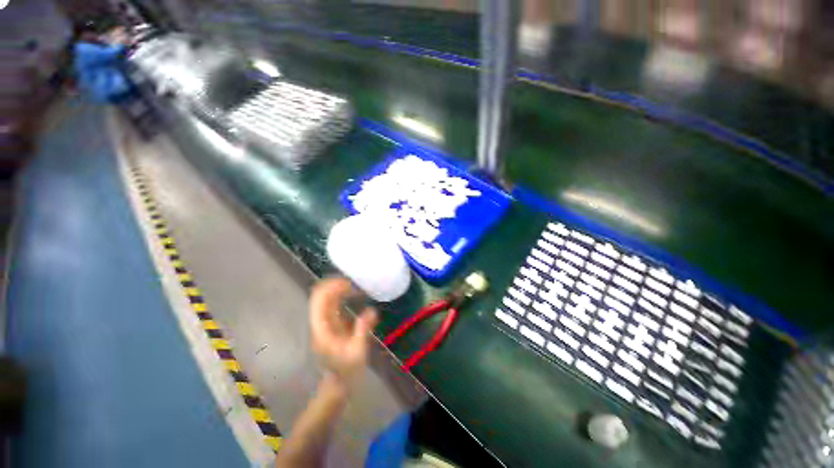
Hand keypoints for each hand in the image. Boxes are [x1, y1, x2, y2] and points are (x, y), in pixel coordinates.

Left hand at [309, 278, 377, 387]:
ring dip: (338, 288)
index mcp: (322, 328)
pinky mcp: (330, 323)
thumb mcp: (357, 352)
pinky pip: (332, 303)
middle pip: (319, 295)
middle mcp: (319, 322)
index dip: (331, 288)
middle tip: (355, 283)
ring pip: (325, 297)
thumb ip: (362, 330)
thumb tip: (371, 310)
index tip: (350, 283)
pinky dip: (341, 295)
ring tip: (356, 286)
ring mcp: (323, 322)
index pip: (319, 301)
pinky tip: (354, 295)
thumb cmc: (347, 370)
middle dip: (335, 285)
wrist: (338, 383)